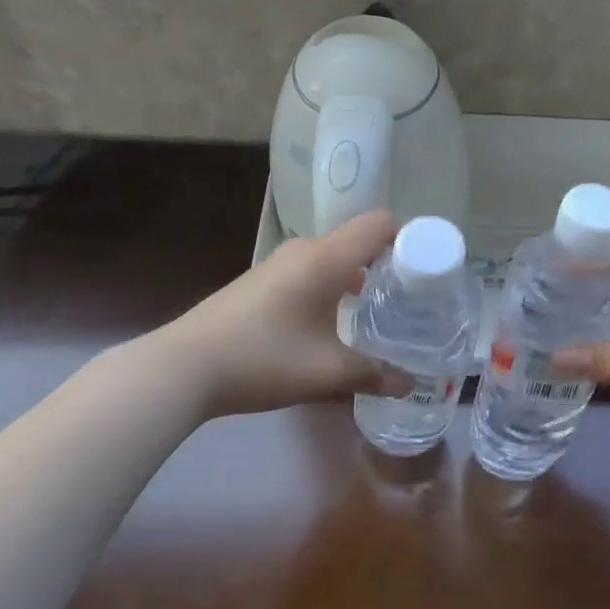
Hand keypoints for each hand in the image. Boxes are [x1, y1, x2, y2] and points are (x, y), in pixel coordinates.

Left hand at [168, 210, 410, 418]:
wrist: (182, 368)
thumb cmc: (263, 358)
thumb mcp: (326, 371)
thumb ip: (373, 374)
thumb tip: (409, 385)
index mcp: (327, 258)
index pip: (380, 223)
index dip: (409, 239)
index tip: (427, 271)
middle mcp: (305, 251)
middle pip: (360, 239)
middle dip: (389, 263)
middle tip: (410, 298)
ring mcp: (278, 264)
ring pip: (334, 257)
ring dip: (359, 276)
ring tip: (378, 312)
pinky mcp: (262, 282)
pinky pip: (312, 271)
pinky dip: (334, 286)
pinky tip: (333, 323)